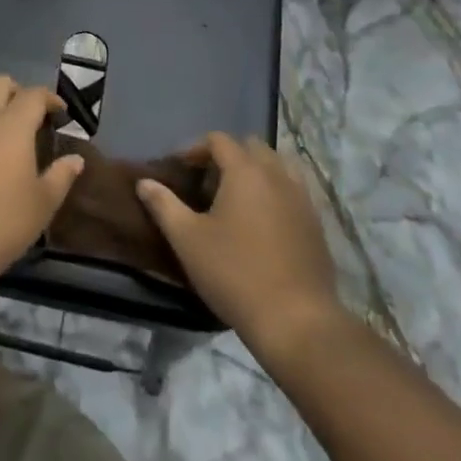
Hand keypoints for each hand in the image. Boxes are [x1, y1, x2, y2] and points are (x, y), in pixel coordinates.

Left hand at [0, 76, 81, 290]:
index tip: (60, 111)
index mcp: (11, 125)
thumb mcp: (43, 203)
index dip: (49, 98)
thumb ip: (61, 176)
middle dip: (18, 92)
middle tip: (31, 115)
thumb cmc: (3, 223)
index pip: (33, 95)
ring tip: (2, 127)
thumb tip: (75, 159)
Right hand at [137, 133, 342, 353]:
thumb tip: (144, 182)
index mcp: (246, 172)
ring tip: (235, 201)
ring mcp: (303, 200)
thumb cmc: (234, 273)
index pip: (219, 140)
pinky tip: (260, 225)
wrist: (296, 321)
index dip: (195, 148)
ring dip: (255, 173)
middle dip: (227, 157)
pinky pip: (293, 193)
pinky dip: (274, 194)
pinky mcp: (316, 225)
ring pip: (277, 168)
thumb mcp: (187, 239)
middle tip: (207, 183)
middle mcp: (278, 176)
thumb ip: (163, 205)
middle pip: (252, 147)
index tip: (179, 169)